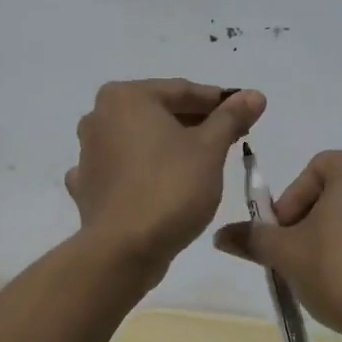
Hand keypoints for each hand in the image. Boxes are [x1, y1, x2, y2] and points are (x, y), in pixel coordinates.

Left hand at [66, 79, 266, 269]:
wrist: (123, 251)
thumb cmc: (170, 188)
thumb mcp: (210, 148)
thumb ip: (231, 117)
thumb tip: (254, 94)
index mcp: (126, 97)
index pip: (182, 91)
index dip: (218, 101)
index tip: (245, 112)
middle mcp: (99, 116)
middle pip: (158, 112)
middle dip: (195, 123)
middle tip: (231, 136)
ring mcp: (87, 152)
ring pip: (140, 140)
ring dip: (169, 145)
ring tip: (204, 160)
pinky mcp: (87, 186)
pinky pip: (123, 169)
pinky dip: (143, 171)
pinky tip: (159, 181)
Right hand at [211, 150, 341, 341]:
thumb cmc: (341, 272)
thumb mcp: (286, 253)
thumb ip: (253, 238)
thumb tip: (220, 236)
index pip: (309, 173)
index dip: (288, 206)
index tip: (281, 239)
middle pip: (329, 193)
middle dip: (305, 223)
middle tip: (292, 256)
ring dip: (327, 237)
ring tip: (314, 272)